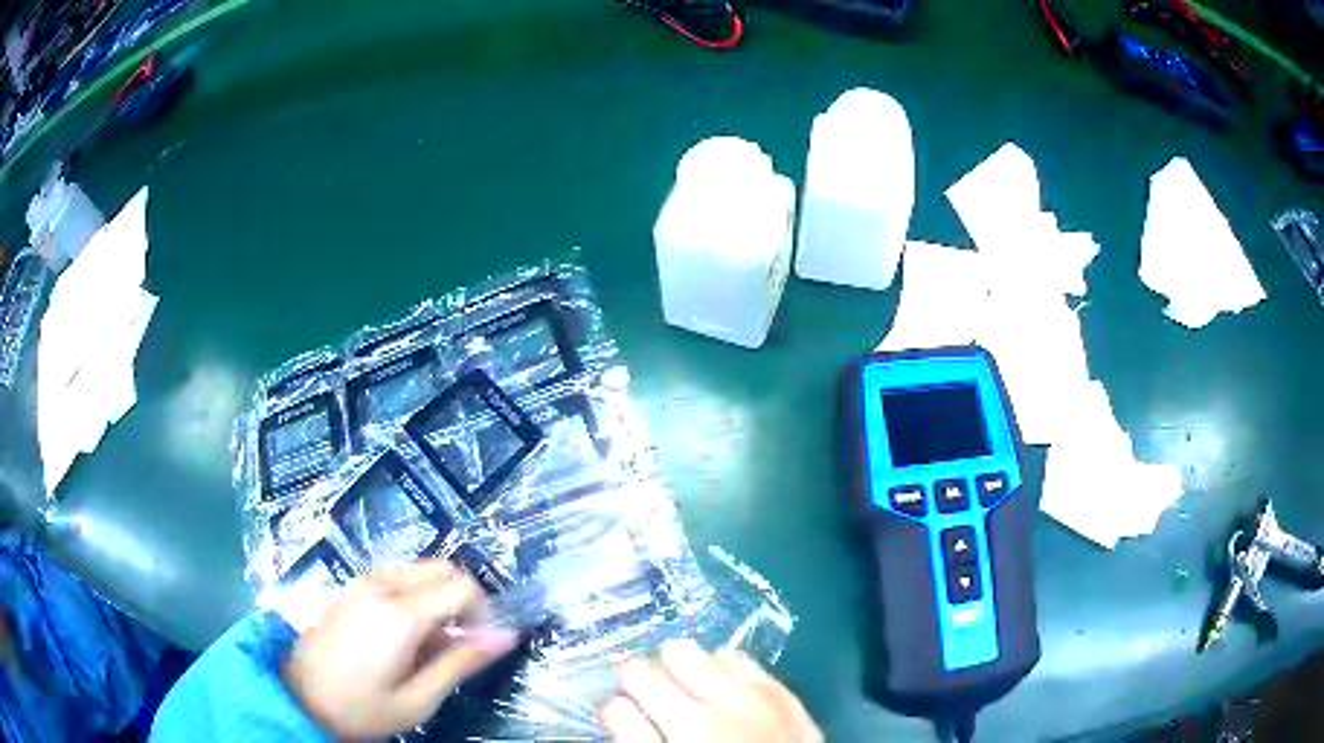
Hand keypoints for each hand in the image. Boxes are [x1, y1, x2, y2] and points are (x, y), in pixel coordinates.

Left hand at [283, 559, 517, 739]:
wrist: (297, 697)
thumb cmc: (361, 708)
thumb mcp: (418, 699)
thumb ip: (461, 663)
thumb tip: (506, 637)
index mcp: (400, 613)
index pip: (462, 586)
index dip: (484, 613)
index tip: (481, 645)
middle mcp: (381, 585)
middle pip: (441, 568)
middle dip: (462, 601)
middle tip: (458, 643)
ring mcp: (360, 582)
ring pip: (418, 570)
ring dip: (437, 598)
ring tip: (430, 644)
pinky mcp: (348, 588)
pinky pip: (395, 578)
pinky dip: (413, 596)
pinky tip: (402, 636)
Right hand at [600, 640, 821, 742]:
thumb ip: (632, 736)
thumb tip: (613, 704)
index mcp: (683, 728)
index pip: (628, 683)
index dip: (620, 693)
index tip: (623, 703)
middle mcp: (720, 704)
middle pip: (667, 656)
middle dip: (653, 672)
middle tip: (654, 697)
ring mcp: (758, 695)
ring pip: (705, 652)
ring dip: (692, 670)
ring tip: (693, 697)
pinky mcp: (785, 694)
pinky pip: (744, 661)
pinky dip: (728, 672)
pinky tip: (727, 696)